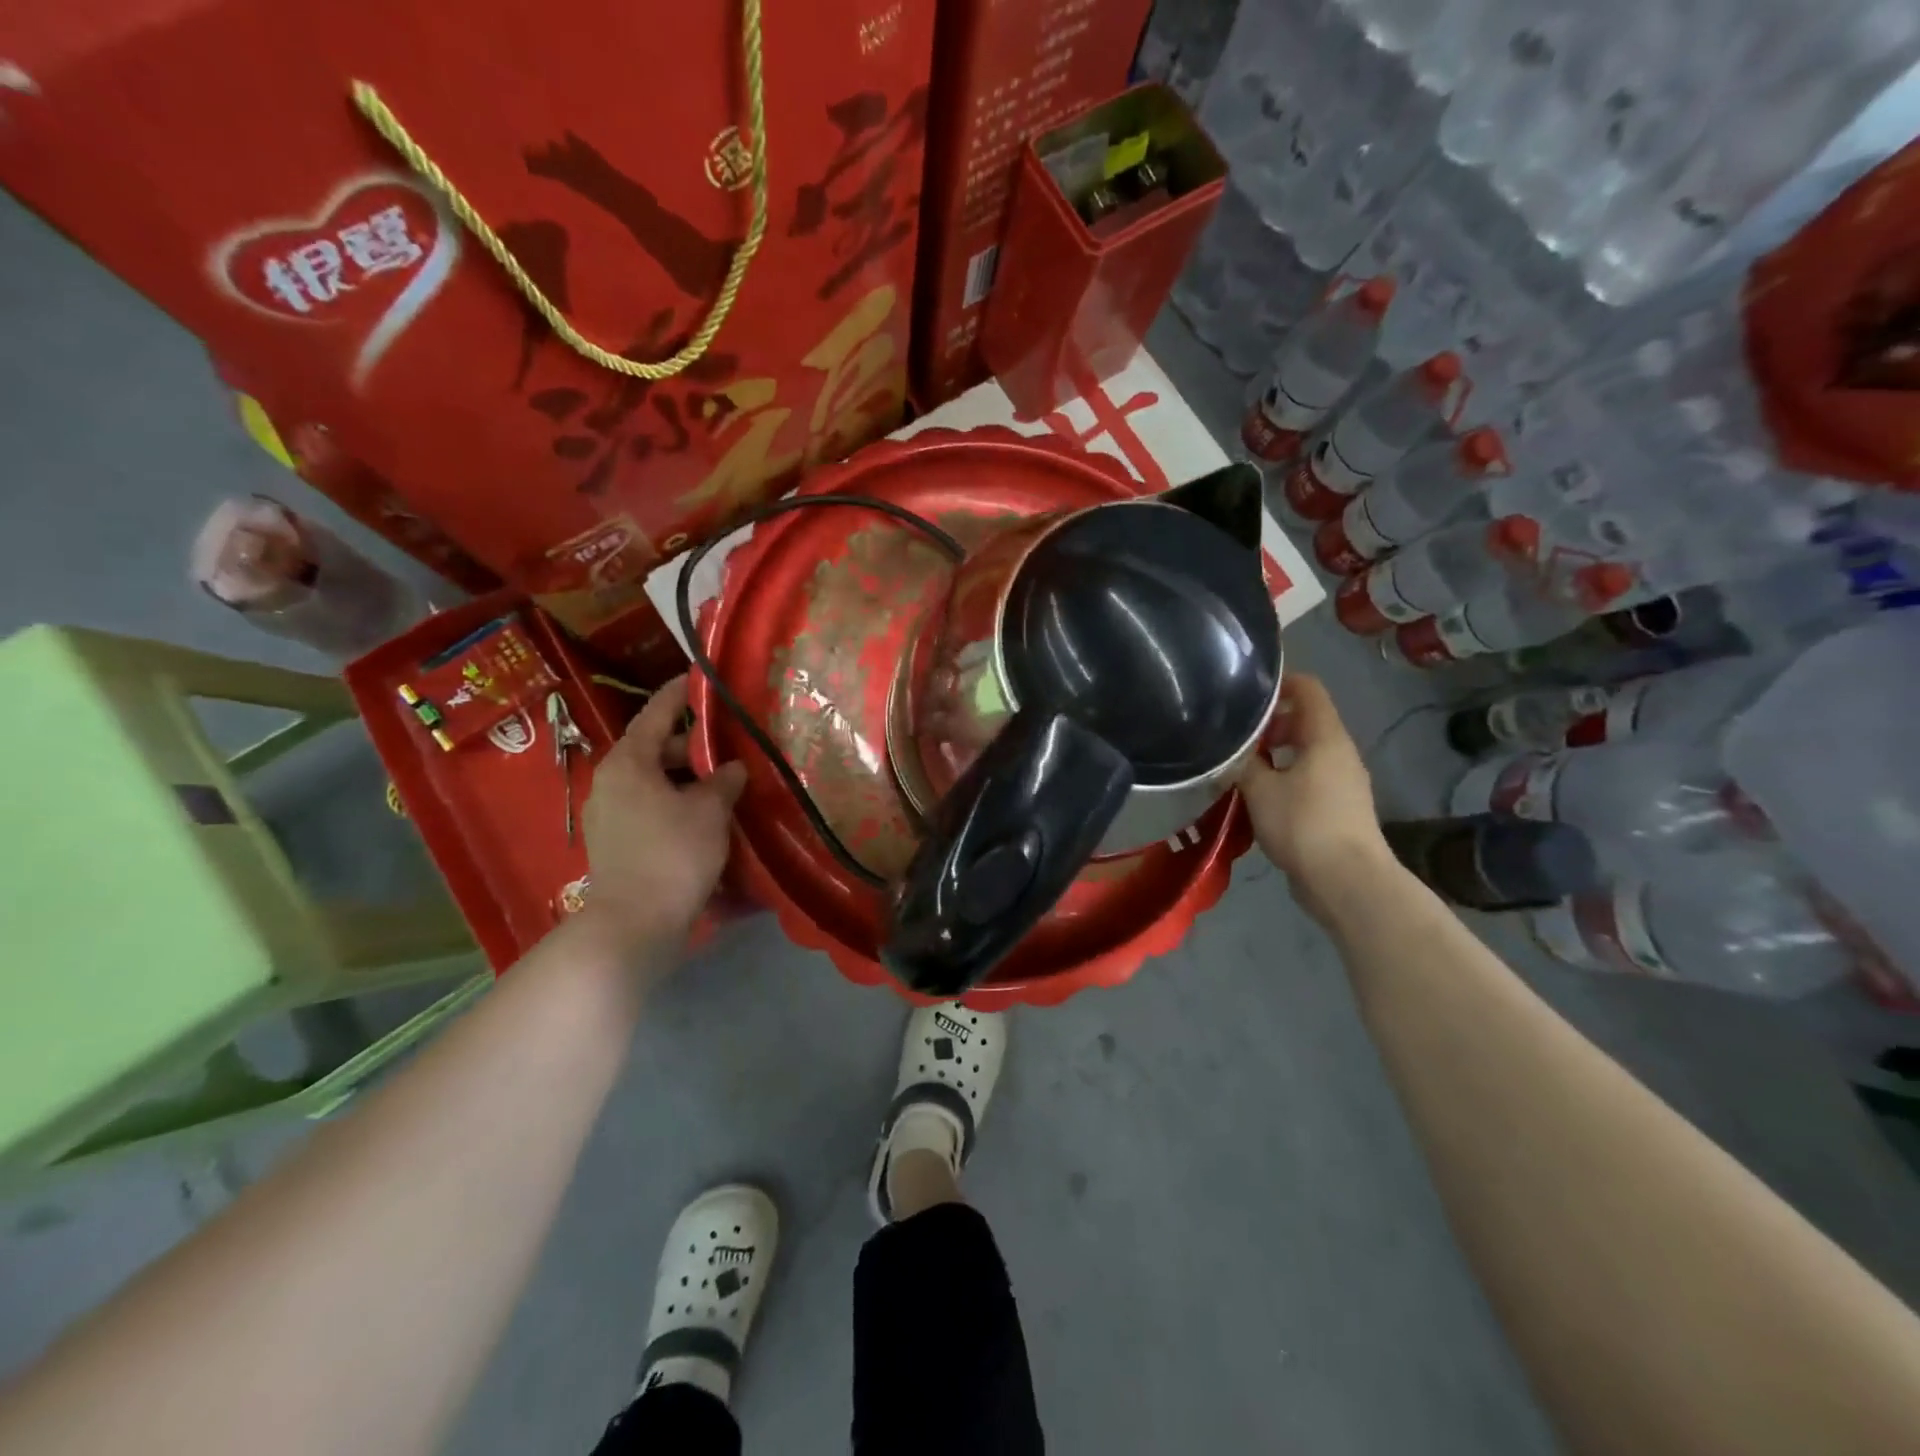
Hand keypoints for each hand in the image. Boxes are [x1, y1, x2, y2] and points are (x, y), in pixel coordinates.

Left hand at [577, 676, 746, 957]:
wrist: (633, 924)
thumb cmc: (673, 855)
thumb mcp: (710, 811)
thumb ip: (724, 780)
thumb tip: (734, 767)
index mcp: (628, 762)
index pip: (657, 712)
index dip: (681, 694)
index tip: (702, 678)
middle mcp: (612, 781)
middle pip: (655, 748)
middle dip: (692, 744)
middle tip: (731, 742)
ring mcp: (609, 814)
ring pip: (654, 781)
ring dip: (687, 777)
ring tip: (725, 780)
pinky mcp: (616, 842)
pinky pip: (650, 807)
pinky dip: (676, 802)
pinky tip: (705, 815)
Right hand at [1238, 673, 1391, 921]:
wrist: (1346, 881)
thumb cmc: (1303, 824)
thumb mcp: (1260, 789)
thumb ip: (1241, 763)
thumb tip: (1228, 751)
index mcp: (1325, 737)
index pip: (1308, 688)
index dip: (1278, 681)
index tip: (1245, 690)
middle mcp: (1338, 753)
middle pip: (1304, 720)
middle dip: (1268, 723)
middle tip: (1234, 736)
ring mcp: (1341, 782)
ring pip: (1304, 752)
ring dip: (1273, 755)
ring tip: (1239, 768)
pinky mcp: (1337, 808)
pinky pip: (1306, 779)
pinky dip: (1282, 778)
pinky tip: (1256, 798)